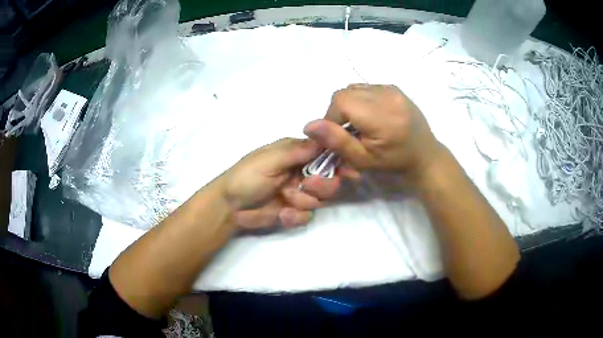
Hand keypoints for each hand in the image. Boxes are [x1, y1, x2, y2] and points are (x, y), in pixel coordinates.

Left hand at [221, 138, 339, 228]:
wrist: (229, 207)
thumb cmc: (246, 177)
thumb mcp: (270, 160)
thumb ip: (297, 151)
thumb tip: (324, 137)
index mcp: (296, 155)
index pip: (325, 155)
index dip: (338, 162)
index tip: (349, 171)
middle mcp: (301, 173)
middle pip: (330, 180)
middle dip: (322, 186)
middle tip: (306, 186)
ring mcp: (298, 193)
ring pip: (320, 199)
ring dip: (303, 201)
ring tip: (284, 199)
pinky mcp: (294, 212)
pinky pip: (307, 216)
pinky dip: (295, 216)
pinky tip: (281, 214)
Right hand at [303, 84, 444, 188]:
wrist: (425, 155)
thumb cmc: (394, 162)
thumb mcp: (363, 160)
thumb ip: (337, 141)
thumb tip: (309, 125)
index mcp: (381, 115)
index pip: (340, 101)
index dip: (331, 118)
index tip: (339, 136)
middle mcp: (387, 95)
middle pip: (345, 92)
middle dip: (339, 111)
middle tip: (349, 131)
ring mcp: (392, 89)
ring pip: (354, 88)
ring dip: (349, 104)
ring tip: (360, 123)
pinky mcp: (394, 88)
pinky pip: (366, 88)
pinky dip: (361, 100)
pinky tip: (371, 115)